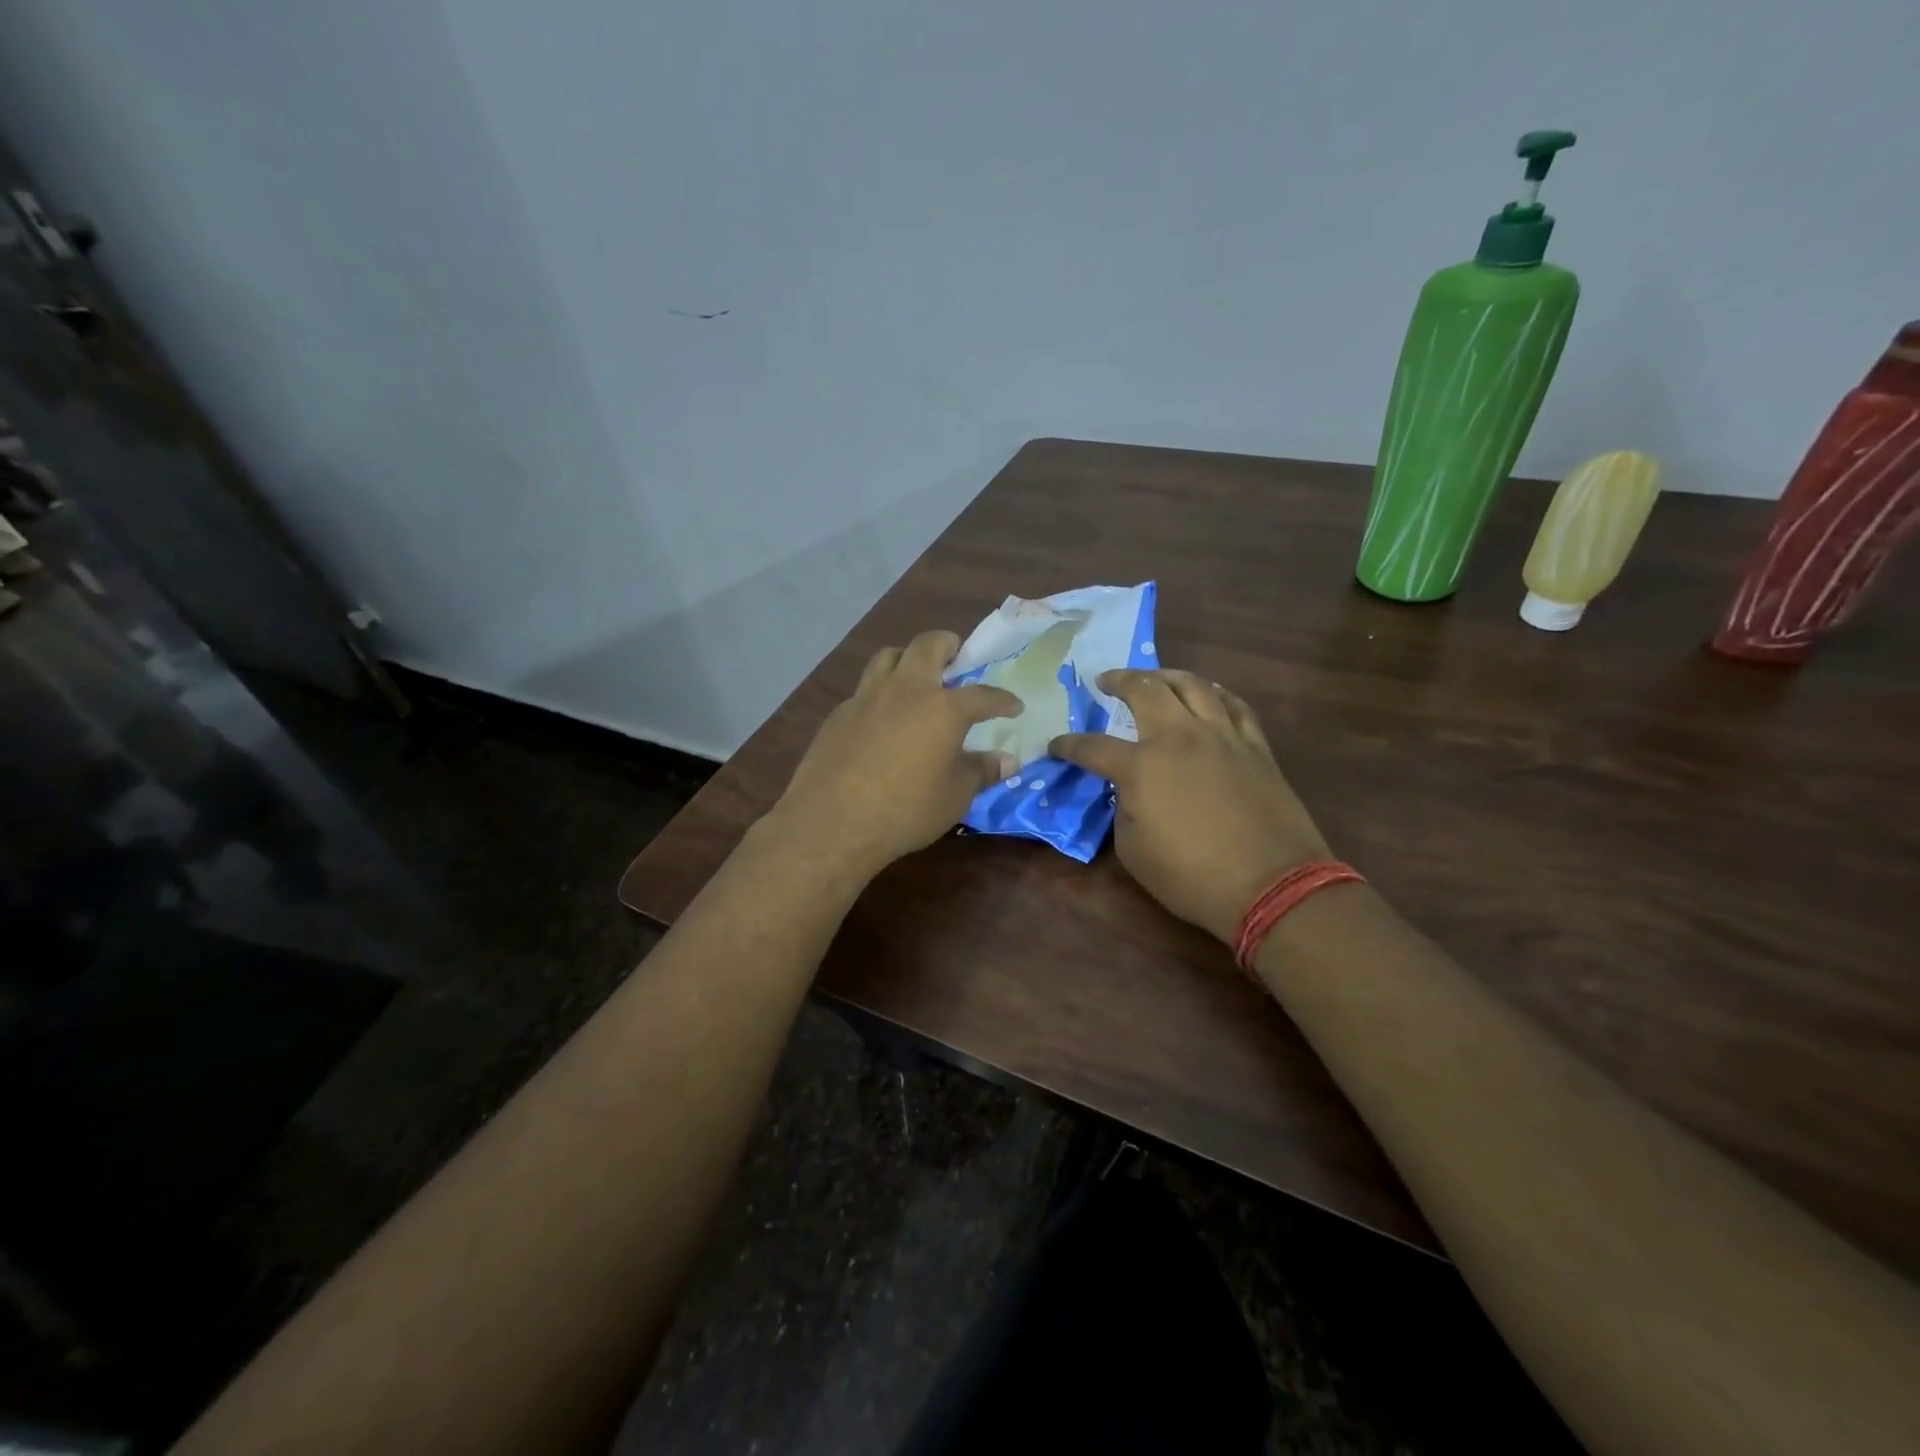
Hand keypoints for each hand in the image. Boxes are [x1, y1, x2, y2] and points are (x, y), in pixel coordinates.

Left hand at [766, 630, 1021, 879]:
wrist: (833, 822)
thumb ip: (981, 771)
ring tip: (915, 676)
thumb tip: (1007, 761)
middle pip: (927, 646)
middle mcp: (906, 690)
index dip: (1002, 699)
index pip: (982, 695)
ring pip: (888, 656)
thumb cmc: (906, 810)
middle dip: (947, 644)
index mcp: (943, 708)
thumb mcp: (954, 796)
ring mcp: (867, 698)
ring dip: (907, 658)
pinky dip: (880, 693)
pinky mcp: (838, 714)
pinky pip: (864, 690)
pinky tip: (881, 719)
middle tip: (957, 656)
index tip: (1014, 706)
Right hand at [1050, 669, 1330, 944]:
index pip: (1092, 747)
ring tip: (1154, 678)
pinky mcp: (1255, 746)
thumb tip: (1131, 791)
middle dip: (1118, 680)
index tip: (1055, 746)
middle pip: (1144, 689)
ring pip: (1192, 684)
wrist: (1271, 885)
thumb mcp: (1133, 851)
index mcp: (1141, 766)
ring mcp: (1221, 736)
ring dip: (1165, 675)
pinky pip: (1234, 705)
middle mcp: (1179, 738)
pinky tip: (1208, 694)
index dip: (1068, 745)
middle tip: (1105, 681)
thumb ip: (1124, 809)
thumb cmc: (1192, 876)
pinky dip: (1215, 693)